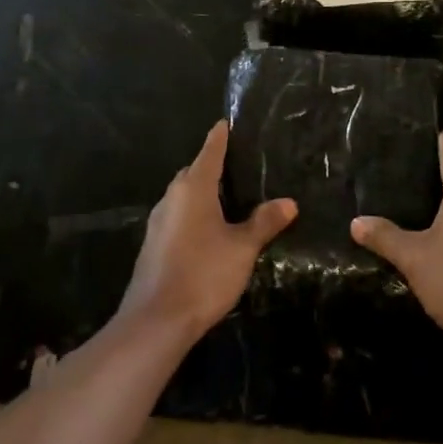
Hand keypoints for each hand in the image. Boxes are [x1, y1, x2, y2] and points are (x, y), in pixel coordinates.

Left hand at [118, 120, 296, 339]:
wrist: (156, 321)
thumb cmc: (203, 274)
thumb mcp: (242, 248)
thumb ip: (264, 222)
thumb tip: (289, 202)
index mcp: (193, 189)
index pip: (209, 153)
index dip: (219, 138)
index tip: (225, 123)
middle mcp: (171, 199)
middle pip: (192, 173)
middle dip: (211, 167)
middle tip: (237, 166)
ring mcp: (158, 223)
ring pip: (183, 197)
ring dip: (202, 194)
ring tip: (228, 199)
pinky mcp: (153, 245)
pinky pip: (177, 218)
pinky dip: (193, 215)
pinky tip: (208, 231)